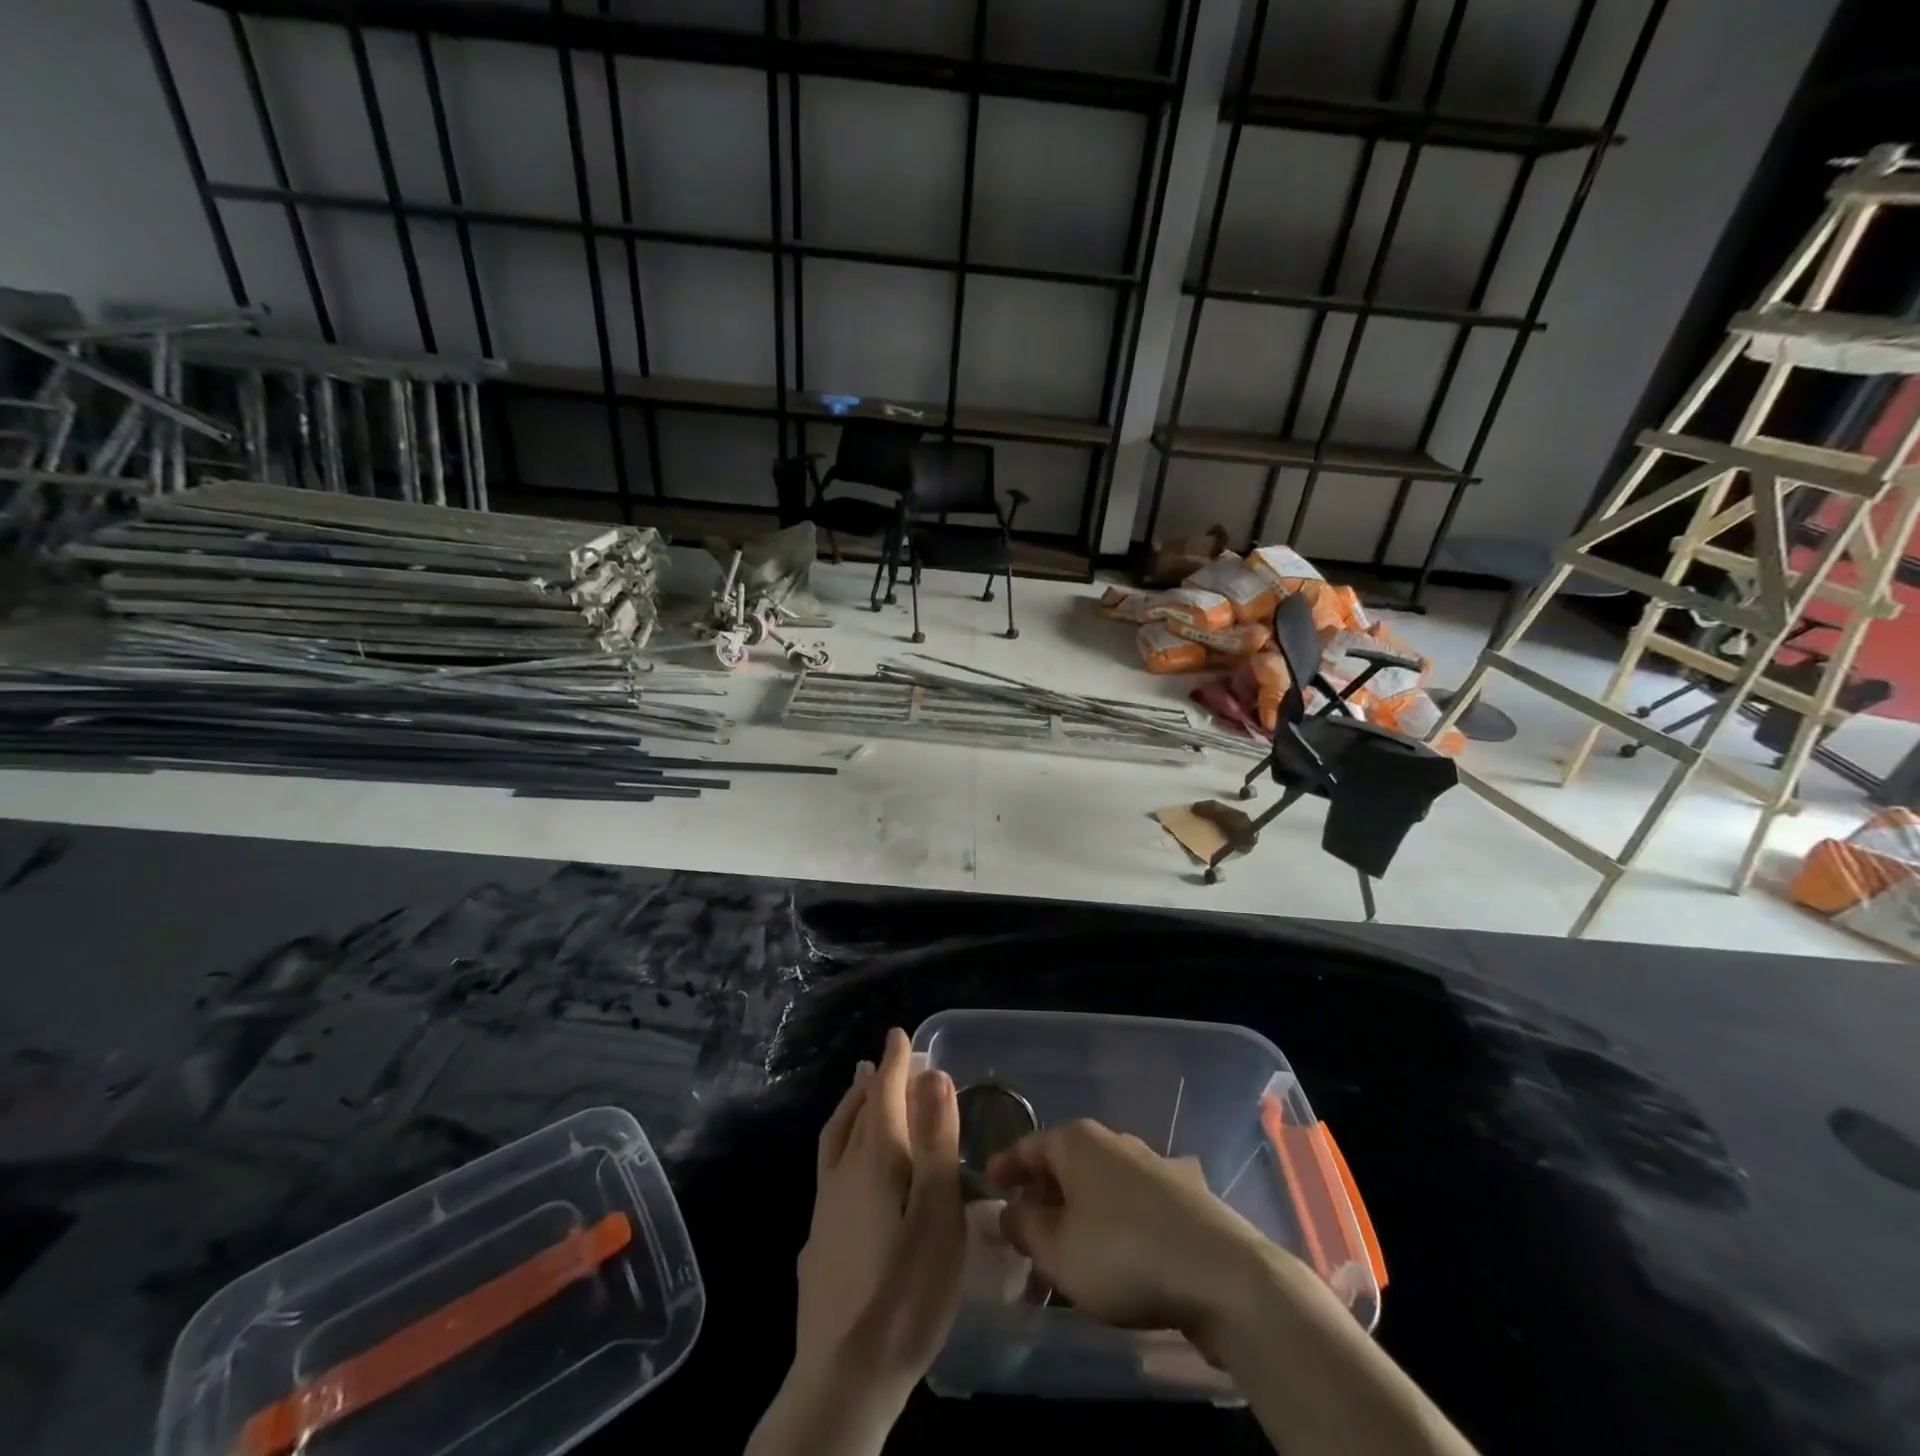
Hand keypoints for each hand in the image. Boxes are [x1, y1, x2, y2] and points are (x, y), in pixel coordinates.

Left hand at [750, 1030, 963, 1455]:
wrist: (843, 1378)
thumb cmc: (906, 1291)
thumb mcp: (937, 1213)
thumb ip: (935, 1142)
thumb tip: (932, 1074)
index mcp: (875, 1160)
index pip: (883, 1094)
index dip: (894, 1063)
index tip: (898, 1034)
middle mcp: (843, 1174)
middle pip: (856, 1114)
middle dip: (871, 1082)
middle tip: (881, 1061)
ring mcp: (824, 1210)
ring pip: (834, 1142)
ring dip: (850, 1110)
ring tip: (858, 1095)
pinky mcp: (818, 1244)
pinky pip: (829, 1172)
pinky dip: (842, 1149)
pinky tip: (848, 1174)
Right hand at [986, 1118, 1275, 1347]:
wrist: (1221, 1273)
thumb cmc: (1123, 1253)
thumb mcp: (1057, 1249)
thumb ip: (1024, 1227)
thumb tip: (1008, 1212)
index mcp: (1076, 1141)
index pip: (1027, 1146)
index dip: (1003, 1167)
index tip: (985, 1186)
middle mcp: (1111, 1142)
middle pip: (1062, 1167)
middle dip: (1039, 1202)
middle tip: (1021, 1241)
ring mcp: (1149, 1165)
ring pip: (1095, 1190)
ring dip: (1073, 1221)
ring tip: (1061, 1265)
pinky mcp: (1178, 1196)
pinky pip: (1126, 1206)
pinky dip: (1107, 1227)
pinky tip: (1109, 1263)